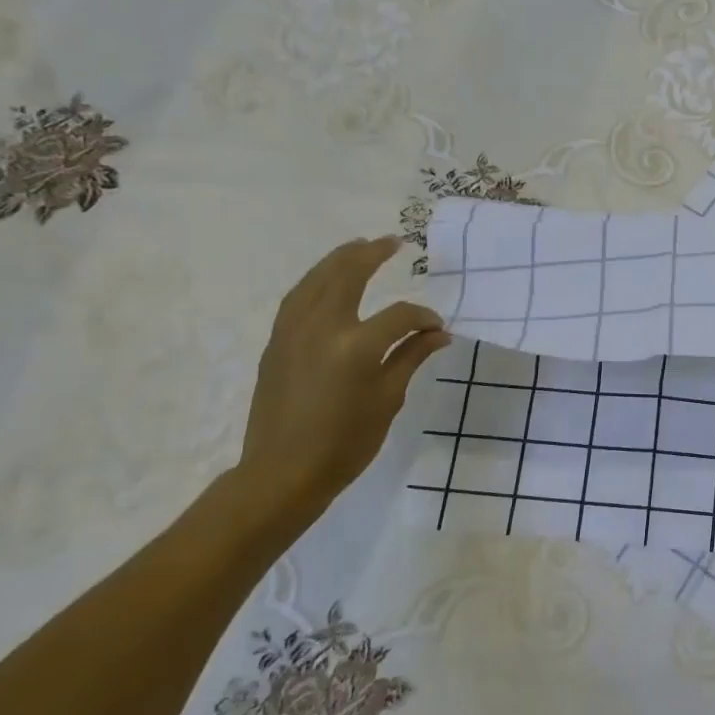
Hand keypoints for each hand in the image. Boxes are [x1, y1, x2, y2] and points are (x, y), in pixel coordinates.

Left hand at [237, 236, 449, 509]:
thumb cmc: (345, 444)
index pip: (399, 316)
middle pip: (347, 275)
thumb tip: (438, 333)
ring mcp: (292, 332)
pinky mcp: (276, 342)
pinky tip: (326, 279)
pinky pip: (297, 297)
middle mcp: (321, 328)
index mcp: (355, 347)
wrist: (283, 473)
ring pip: (316, 279)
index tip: (437, 328)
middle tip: (393, 242)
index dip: (423, 317)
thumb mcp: (387, 400)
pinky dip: (315, 280)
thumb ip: (411, 358)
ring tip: (359, 246)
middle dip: (372, 254)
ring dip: (339, 259)